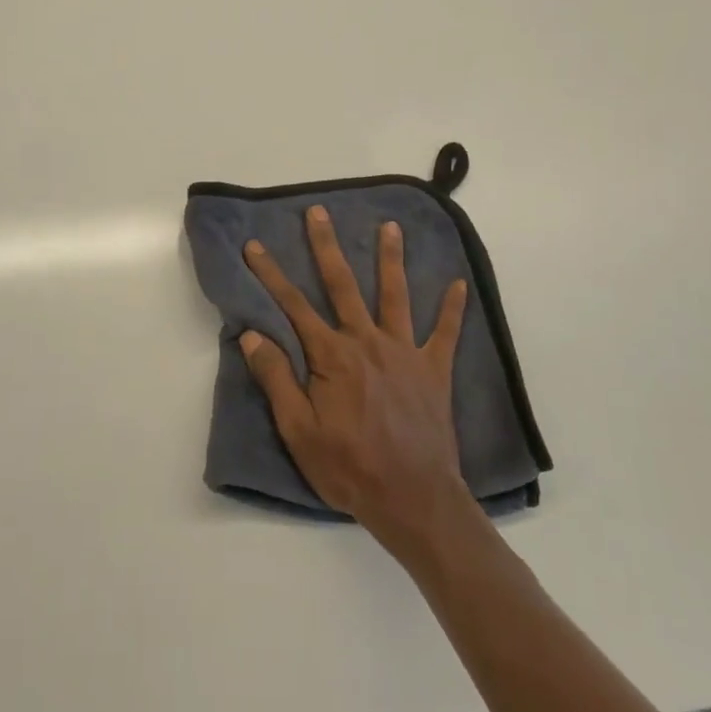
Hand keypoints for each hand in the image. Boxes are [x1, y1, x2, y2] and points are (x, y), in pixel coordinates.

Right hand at [240, 205, 476, 551]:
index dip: (271, 274)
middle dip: (327, 247)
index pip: (293, 306)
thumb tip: (251, 335)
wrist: (413, 498)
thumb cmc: (348, 467)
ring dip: (391, 259)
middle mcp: (367, 341)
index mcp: (331, 356)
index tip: (255, 246)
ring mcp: (404, 352)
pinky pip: (445, 333)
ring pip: (395, 295)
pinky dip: (452, 309)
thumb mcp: (298, 430)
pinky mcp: (434, 370)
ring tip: (390, 227)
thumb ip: (276, 379)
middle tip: (319, 213)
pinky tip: (459, 283)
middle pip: (343, 285)